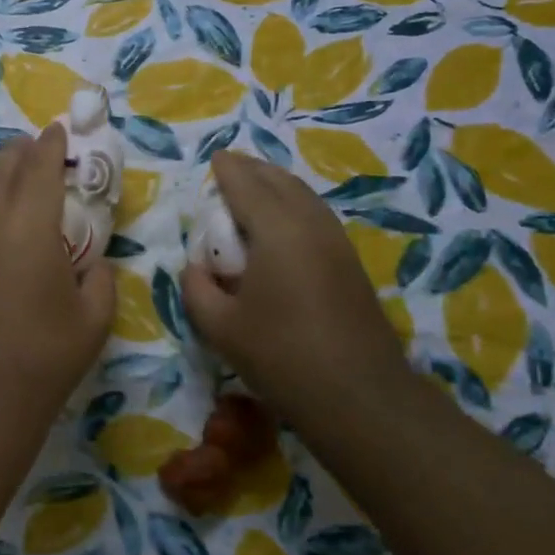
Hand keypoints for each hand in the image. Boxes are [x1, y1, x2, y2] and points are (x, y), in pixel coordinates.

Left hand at [0, 124, 115, 431]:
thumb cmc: (44, 357)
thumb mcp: (93, 319)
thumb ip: (100, 280)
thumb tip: (94, 265)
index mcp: (28, 228)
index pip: (39, 168)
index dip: (51, 144)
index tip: (60, 129)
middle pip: (1, 169)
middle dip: (21, 151)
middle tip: (40, 148)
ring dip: (1, 176)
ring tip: (20, 177)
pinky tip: (2, 222)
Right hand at [180, 152, 413, 431]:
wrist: (359, 395)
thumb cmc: (281, 357)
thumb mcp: (219, 326)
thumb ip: (196, 288)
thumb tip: (195, 267)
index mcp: (277, 231)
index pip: (246, 186)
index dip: (228, 170)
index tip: (214, 158)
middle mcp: (310, 225)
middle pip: (280, 182)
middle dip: (253, 169)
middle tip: (230, 166)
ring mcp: (336, 242)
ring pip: (304, 196)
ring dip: (277, 184)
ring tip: (254, 185)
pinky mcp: (350, 263)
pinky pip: (316, 215)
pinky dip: (293, 203)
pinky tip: (282, 221)